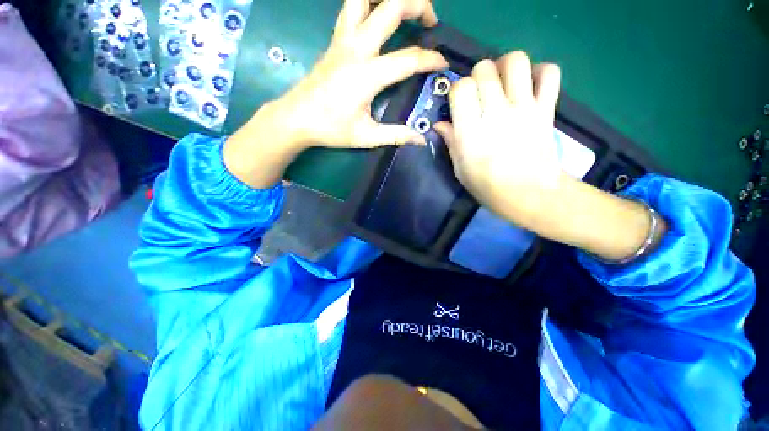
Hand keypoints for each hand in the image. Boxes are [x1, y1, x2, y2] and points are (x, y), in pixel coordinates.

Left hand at [225, 0, 447, 187]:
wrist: (296, 118)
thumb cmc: (331, 129)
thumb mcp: (366, 137)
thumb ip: (396, 135)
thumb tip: (421, 139)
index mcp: (367, 75)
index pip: (409, 59)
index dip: (431, 59)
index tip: (444, 63)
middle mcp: (356, 49)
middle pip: (391, 7)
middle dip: (419, 4)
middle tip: (431, 21)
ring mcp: (342, 40)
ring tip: (404, 7)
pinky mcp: (334, 40)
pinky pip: (351, 7)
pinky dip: (368, 1)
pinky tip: (378, 12)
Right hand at [433, 52, 563, 228]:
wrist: (529, 195)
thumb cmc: (488, 187)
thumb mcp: (460, 169)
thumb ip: (451, 142)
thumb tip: (440, 124)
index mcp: (471, 131)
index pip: (461, 88)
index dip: (458, 91)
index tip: (460, 104)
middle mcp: (496, 113)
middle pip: (484, 68)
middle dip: (478, 76)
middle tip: (481, 93)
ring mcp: (524, 108)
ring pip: (516, 60)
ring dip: (506, 67)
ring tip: (504, 83)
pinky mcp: (546, 108)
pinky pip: (549, 72)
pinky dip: (540, 72)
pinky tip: (530, 86)